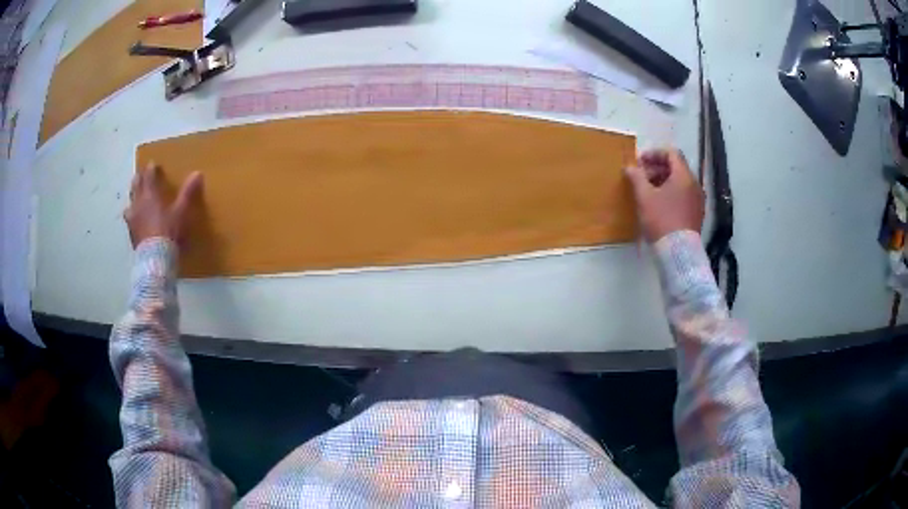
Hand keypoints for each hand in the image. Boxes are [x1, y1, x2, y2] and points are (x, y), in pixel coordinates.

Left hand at [124, 162, 202, 247]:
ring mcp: (132, 219)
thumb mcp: (181, 211)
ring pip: (130, 203)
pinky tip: (133, 221)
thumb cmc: (169, 231)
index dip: (151, 169)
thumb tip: (198, 173)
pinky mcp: (131, 234)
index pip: (149, 177)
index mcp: (150, 195)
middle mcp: (138, 204)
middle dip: (138, 179)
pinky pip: (129, 221)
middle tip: (140, 175)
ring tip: (134, 198)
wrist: (155, 258)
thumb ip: (188, 192)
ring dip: (132, 198)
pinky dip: (131, 217)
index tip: (152, 164)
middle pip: (136, 186)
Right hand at [624, 148, 703, 242]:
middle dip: (657, 168)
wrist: (678, 252)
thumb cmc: (661, 219)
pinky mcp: (697, 214)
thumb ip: (637, 178)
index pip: (672, 154)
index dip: (655, 154)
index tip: (640, 162)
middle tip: (641, 177)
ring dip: (663, 181)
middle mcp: (694, 184)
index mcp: (684, 176)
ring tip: (648, 191)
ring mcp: (698, 200)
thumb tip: (630, 167)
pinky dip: (671, 193)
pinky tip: (659, 205)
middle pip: (676, 168)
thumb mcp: (644, 197)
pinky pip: (684, 196)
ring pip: (680, 183)